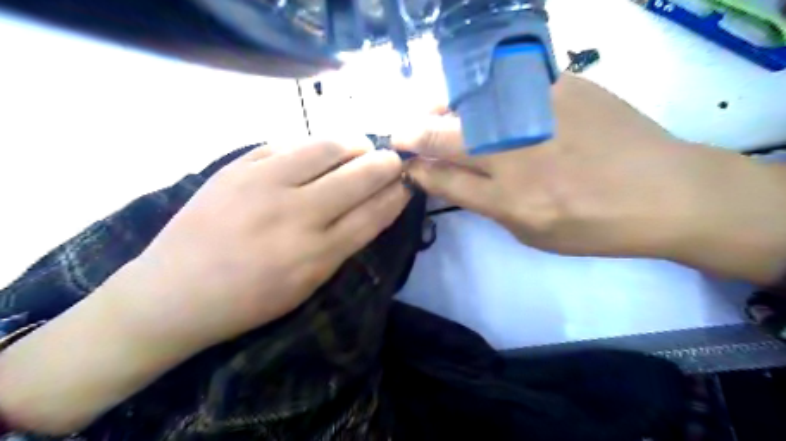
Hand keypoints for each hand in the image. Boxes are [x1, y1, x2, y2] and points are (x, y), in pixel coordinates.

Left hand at [120, 138, 412, 351]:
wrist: (172, 294)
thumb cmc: (248, 301)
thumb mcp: (307, 285)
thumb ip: (341, 245)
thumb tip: (370, 207)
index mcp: (316, 254)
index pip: (373, 213)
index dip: (397, 194)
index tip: (408, 182)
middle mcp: (296, 215)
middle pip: (358, 176)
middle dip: (386, 163)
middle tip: (394, 159)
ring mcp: (263, 185)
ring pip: (326, 147)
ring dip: (353, 144)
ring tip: (360, 147)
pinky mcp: (236, 167)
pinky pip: (288, 143)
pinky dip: (312, 144)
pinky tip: (319, 150)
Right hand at [401, 74, 785, 284]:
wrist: (664, 191)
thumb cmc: (593, 226)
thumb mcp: (530, 233)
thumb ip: (485, 204)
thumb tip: (451, 178)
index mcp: (508, 200)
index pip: (443, 179)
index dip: (416, 168)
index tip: (403, 162)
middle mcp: (516, 155)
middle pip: (446, 137)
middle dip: (413, 133)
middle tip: (400, 131)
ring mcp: (539, 113)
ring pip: (468, 102)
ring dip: (439, 106)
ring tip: (429, 111)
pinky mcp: (562, 85)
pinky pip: (506, 80)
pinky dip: (481, 88)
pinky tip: (478, 95)